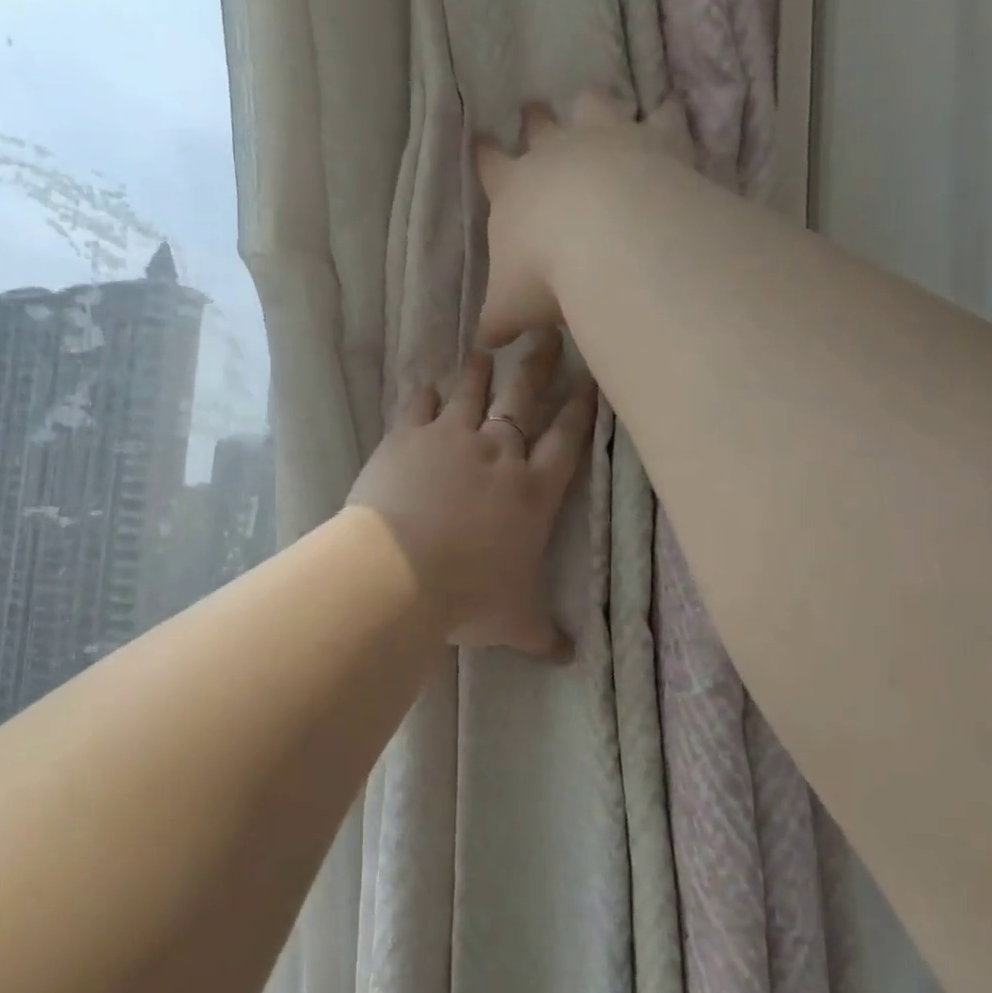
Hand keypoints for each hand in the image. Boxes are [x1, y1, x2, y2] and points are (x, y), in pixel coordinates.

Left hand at [347, 331, 598, 659]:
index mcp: (533, 491)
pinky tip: (427, 381)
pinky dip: (424, 392)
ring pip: (472, 392)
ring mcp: (451, 439)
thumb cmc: (467, 596)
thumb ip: (544, 635)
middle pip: (524, 398)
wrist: (400, 572)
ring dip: (480, 370)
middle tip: (546, 333)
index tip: (591, 380)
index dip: (581, 409)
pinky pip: (419, 405)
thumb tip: (570, 659)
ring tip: (486, 349)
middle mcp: (498, 453)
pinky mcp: (407, 438)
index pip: (567, 440)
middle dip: (539, 366)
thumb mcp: (515, 621)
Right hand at [473, 90, 696, 349]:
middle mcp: (556, 154)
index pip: (490, 164)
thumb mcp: (510, 307)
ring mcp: (607, 140)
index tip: (482, 139)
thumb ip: (498, 320)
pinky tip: (671, 111)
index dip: (485, 154)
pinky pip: (663, 117)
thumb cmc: (546, 274)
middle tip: (532, 109)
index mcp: (513, 189)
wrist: (611, 241)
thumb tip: (485, 341)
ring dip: (591, 107)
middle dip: (534, 120)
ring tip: (592, 105)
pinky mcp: (656, 140)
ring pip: (593, 106)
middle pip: (540, 126)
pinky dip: (666, 115)